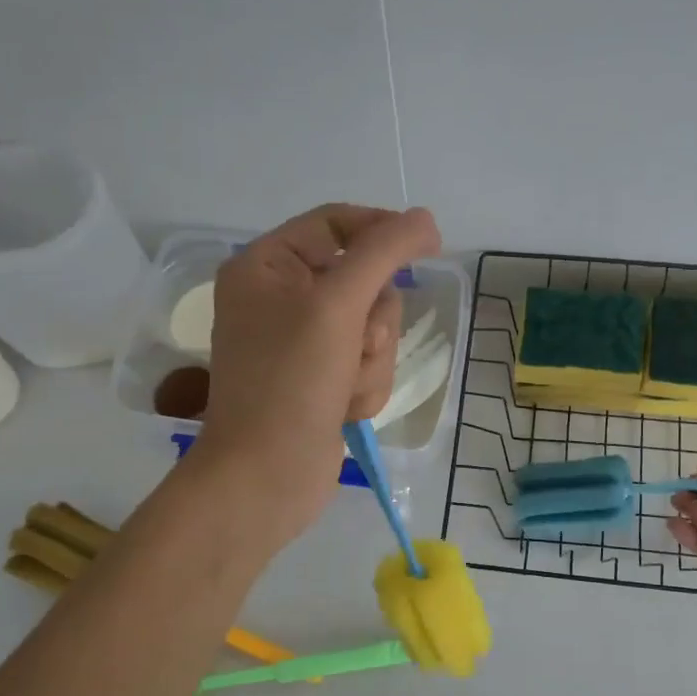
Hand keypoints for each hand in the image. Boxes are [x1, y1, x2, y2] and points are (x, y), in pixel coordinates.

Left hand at [194, 203, 441, 546]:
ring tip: (343, 388)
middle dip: (372, 322)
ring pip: (375, 329)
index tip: (430, 246)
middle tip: (354, 346)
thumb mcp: (337, 304)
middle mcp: (283, 298)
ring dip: (372, 361)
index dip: (383, 231)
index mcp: (267, 266)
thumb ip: (384, 252)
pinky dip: (366, 387)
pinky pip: (370, 364)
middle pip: (365, 282)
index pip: (337, 224)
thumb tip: (424, 218)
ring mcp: (305, 343)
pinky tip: (342, 410)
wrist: (266, 477)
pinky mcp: (323, 380)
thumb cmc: (290, 382)